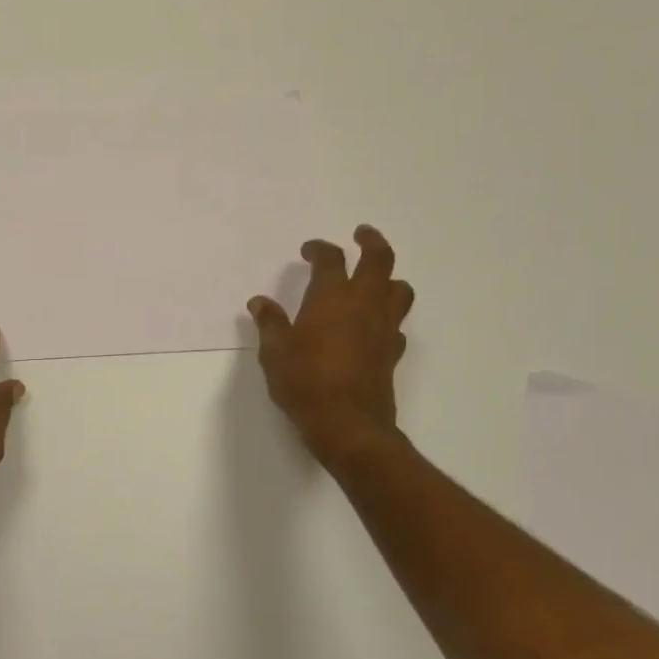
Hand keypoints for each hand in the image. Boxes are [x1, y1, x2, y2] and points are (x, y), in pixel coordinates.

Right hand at [248, 226, 414, 463]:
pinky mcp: (392, 351)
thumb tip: (260, 302)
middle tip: (362, 234)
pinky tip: (374, 325)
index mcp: (331, 298)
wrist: (347, 423)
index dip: (319, 249)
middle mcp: (364, 304)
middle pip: (379, 259)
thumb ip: (270, 323)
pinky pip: (396, 323)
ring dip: (388, 278)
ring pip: (399, 289)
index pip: (330, 259)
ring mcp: (383, 327)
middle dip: (371, 241)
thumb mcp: (274, 353)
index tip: (309, 249)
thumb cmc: (304, 382)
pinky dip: (387, 316)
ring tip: (375, 279)